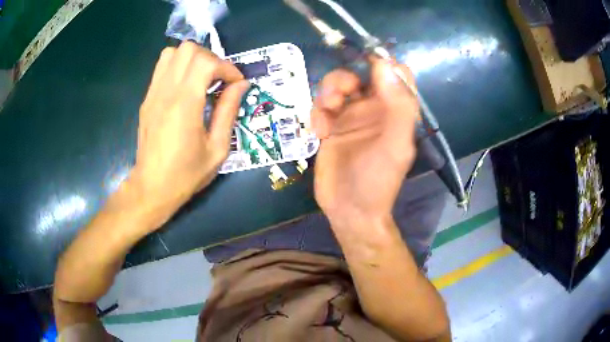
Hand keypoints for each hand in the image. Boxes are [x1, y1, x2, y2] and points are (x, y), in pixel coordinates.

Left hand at [129, 42, 249, 211]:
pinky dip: (178, 67)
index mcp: (185, 105)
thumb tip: (242, 84)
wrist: (152, 188)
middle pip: (188, 49)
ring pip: (172, 53)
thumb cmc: (187, 174)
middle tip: (219, 78)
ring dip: (192, 59)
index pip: (207, 62)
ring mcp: (153, 94)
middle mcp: (166, 92)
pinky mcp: (147, 99)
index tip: (236, 84)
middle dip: (210, 58)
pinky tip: (185, 86)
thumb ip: (229, 111)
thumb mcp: (217, 148)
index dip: (227, 67)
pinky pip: (162, 68)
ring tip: (201, 78)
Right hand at [312, 60, 418, 225]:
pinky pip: (320, 106)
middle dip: (345, 79)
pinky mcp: (331, 127)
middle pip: (359, 73)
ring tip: (326, 114)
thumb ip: (398, 105)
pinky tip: (319, 133)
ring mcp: (351, 116)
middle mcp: (375, 108)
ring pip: (337, 86)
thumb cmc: (377, 181)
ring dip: (328, 93)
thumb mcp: (395, 145)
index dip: (382, 64)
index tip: (365, 67)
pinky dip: (317, 114)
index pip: (395, 73)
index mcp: (396, 109)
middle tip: (338, 96)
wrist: (350, 211)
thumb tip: (385, 64)